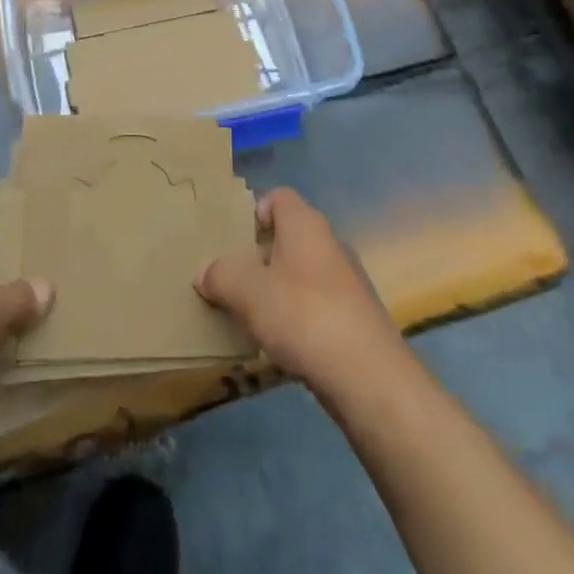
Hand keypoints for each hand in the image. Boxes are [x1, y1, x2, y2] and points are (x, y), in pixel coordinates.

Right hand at [195, 188, 403, 393]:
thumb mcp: (247, 293)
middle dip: (262, 255)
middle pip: (290, 236)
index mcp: (305, 224)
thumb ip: (221, 276)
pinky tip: (283, 343)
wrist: (368, 375)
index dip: (255, 212)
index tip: (235, 240)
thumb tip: (205, 273)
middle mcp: (329, 242)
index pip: (279, 197)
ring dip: (279, 289)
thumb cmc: (303, 315)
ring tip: (253, 315)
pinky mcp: (356, 316)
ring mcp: (348, 280)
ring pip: (303, 272)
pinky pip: (318, 304)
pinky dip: (299, 317)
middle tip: (235, 280)